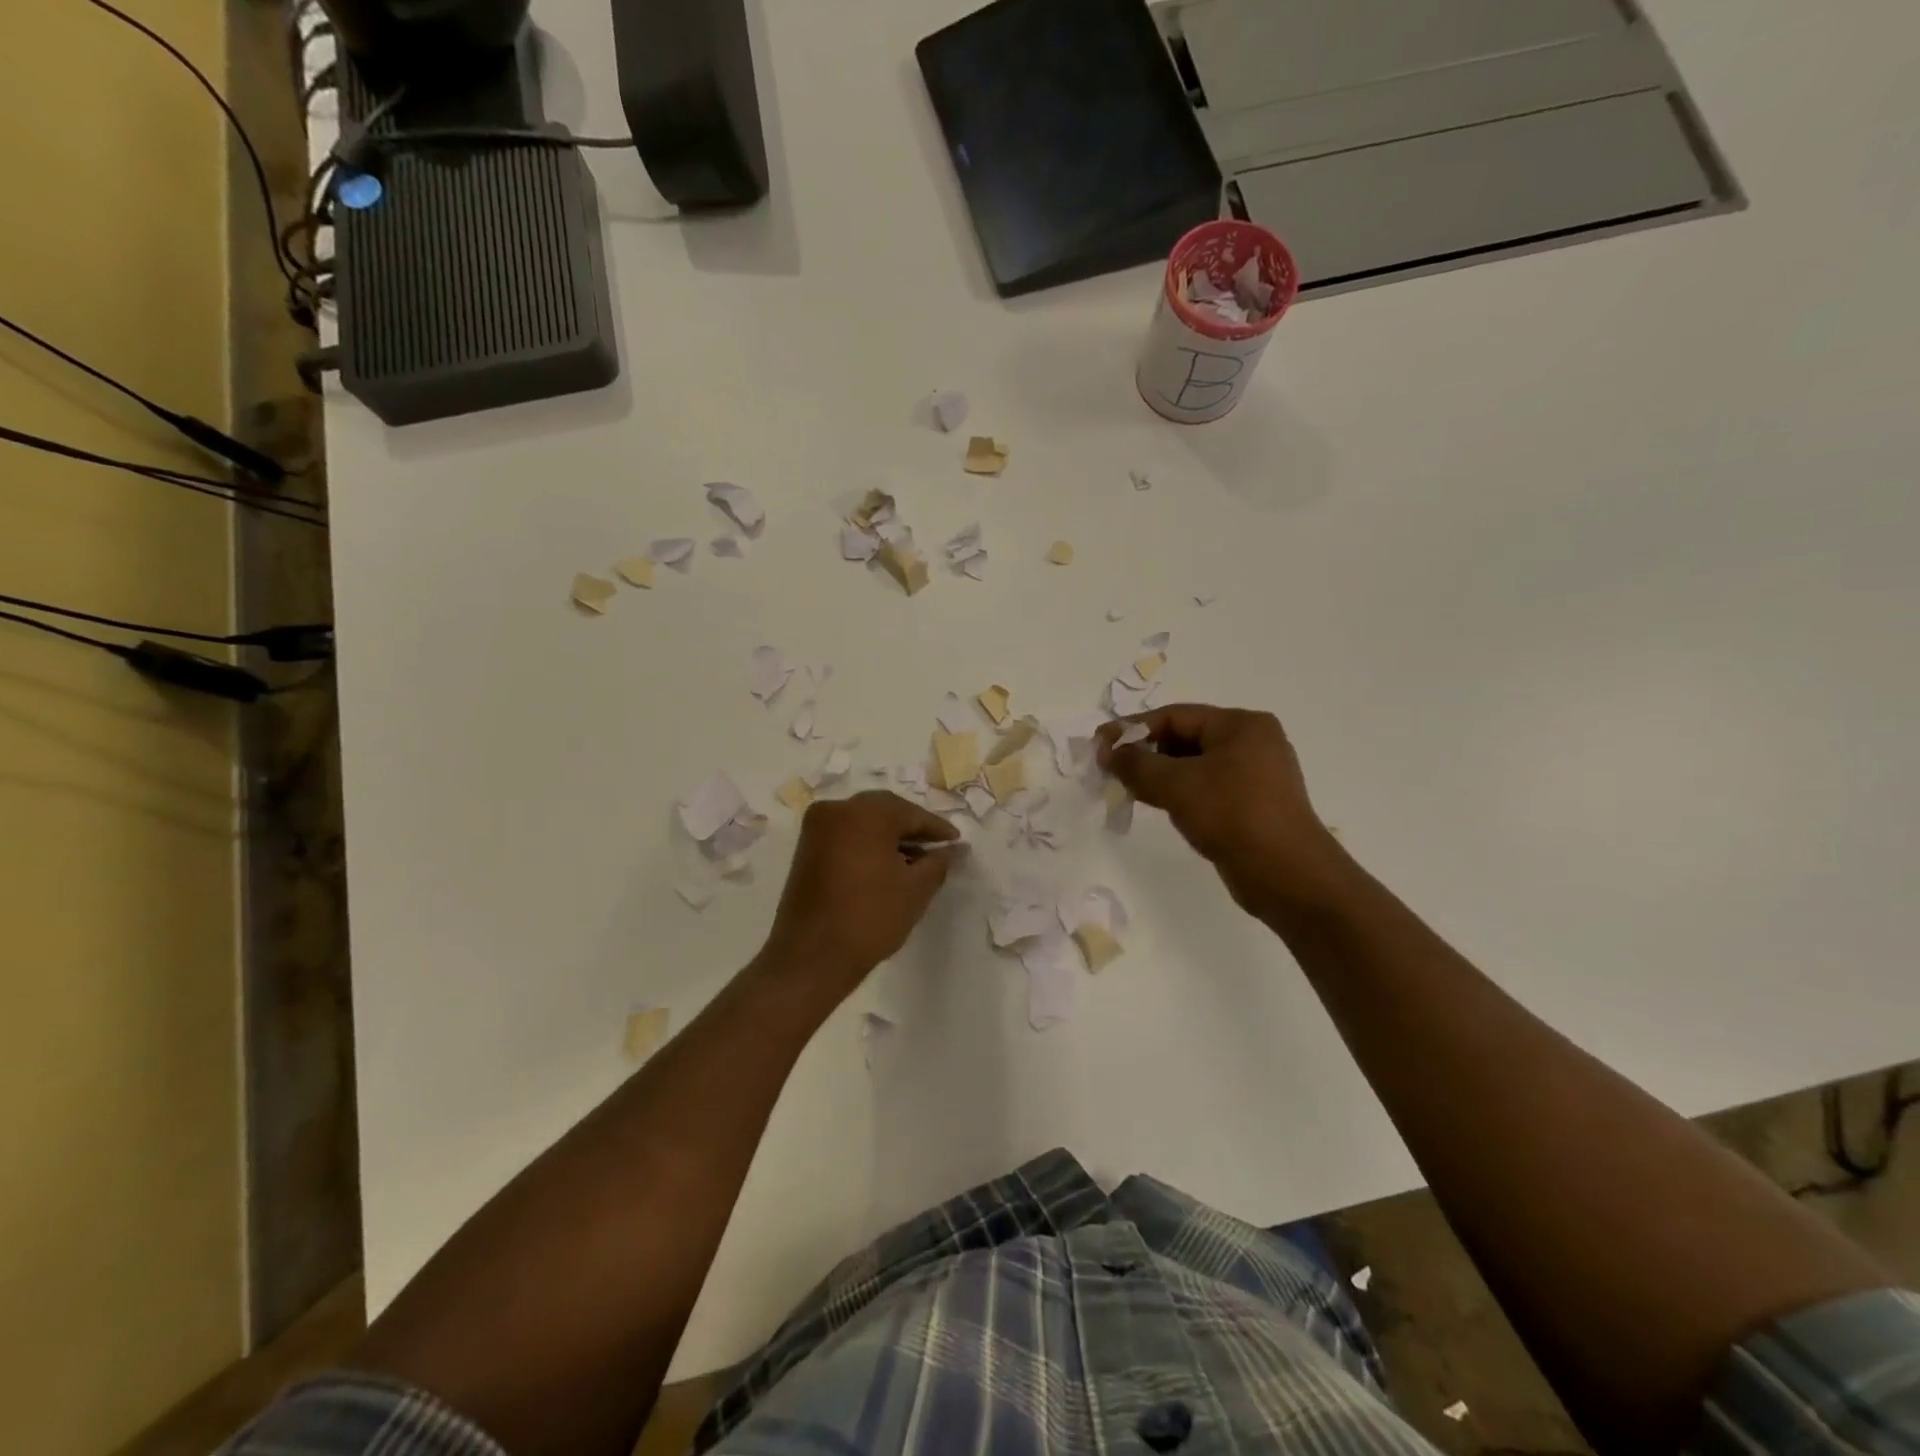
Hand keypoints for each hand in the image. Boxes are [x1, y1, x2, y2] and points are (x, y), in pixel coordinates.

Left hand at [757, 791, 961, 1000]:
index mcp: (864, 812)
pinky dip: (868, 844)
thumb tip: (953, 849)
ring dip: (889, 837)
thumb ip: (938, 862)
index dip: (937, 829)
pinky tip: (887, 866)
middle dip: (912, 828)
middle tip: (937, 849)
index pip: (911, 813)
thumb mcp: (916, 889)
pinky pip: (846, 835)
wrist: (812, 957)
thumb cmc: (870, 918)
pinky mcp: (806, 848)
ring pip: (864, 822)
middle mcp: (837, 809)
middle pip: (885, 811)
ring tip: (916, 862)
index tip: (957, 842)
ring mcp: (817, 828)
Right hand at [1097, 704, 1348, 919]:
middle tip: (1109, 769)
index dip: (1133, 728)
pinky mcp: (1251, 804)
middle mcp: (1251, 743)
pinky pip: (1205, 788)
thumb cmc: (1233, 816)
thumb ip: (1136, 764)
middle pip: (1184, 738)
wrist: (1287, 876)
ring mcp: (1254, 775)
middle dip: (1145, 752)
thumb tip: (1106, 751)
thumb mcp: (1177, 785)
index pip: (1175, 716)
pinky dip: (1178, 792)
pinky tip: (1155, 804)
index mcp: (1241, 725)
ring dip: (1158, 775)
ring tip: (1125, 788)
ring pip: (1193, 766)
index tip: (1099, 746)